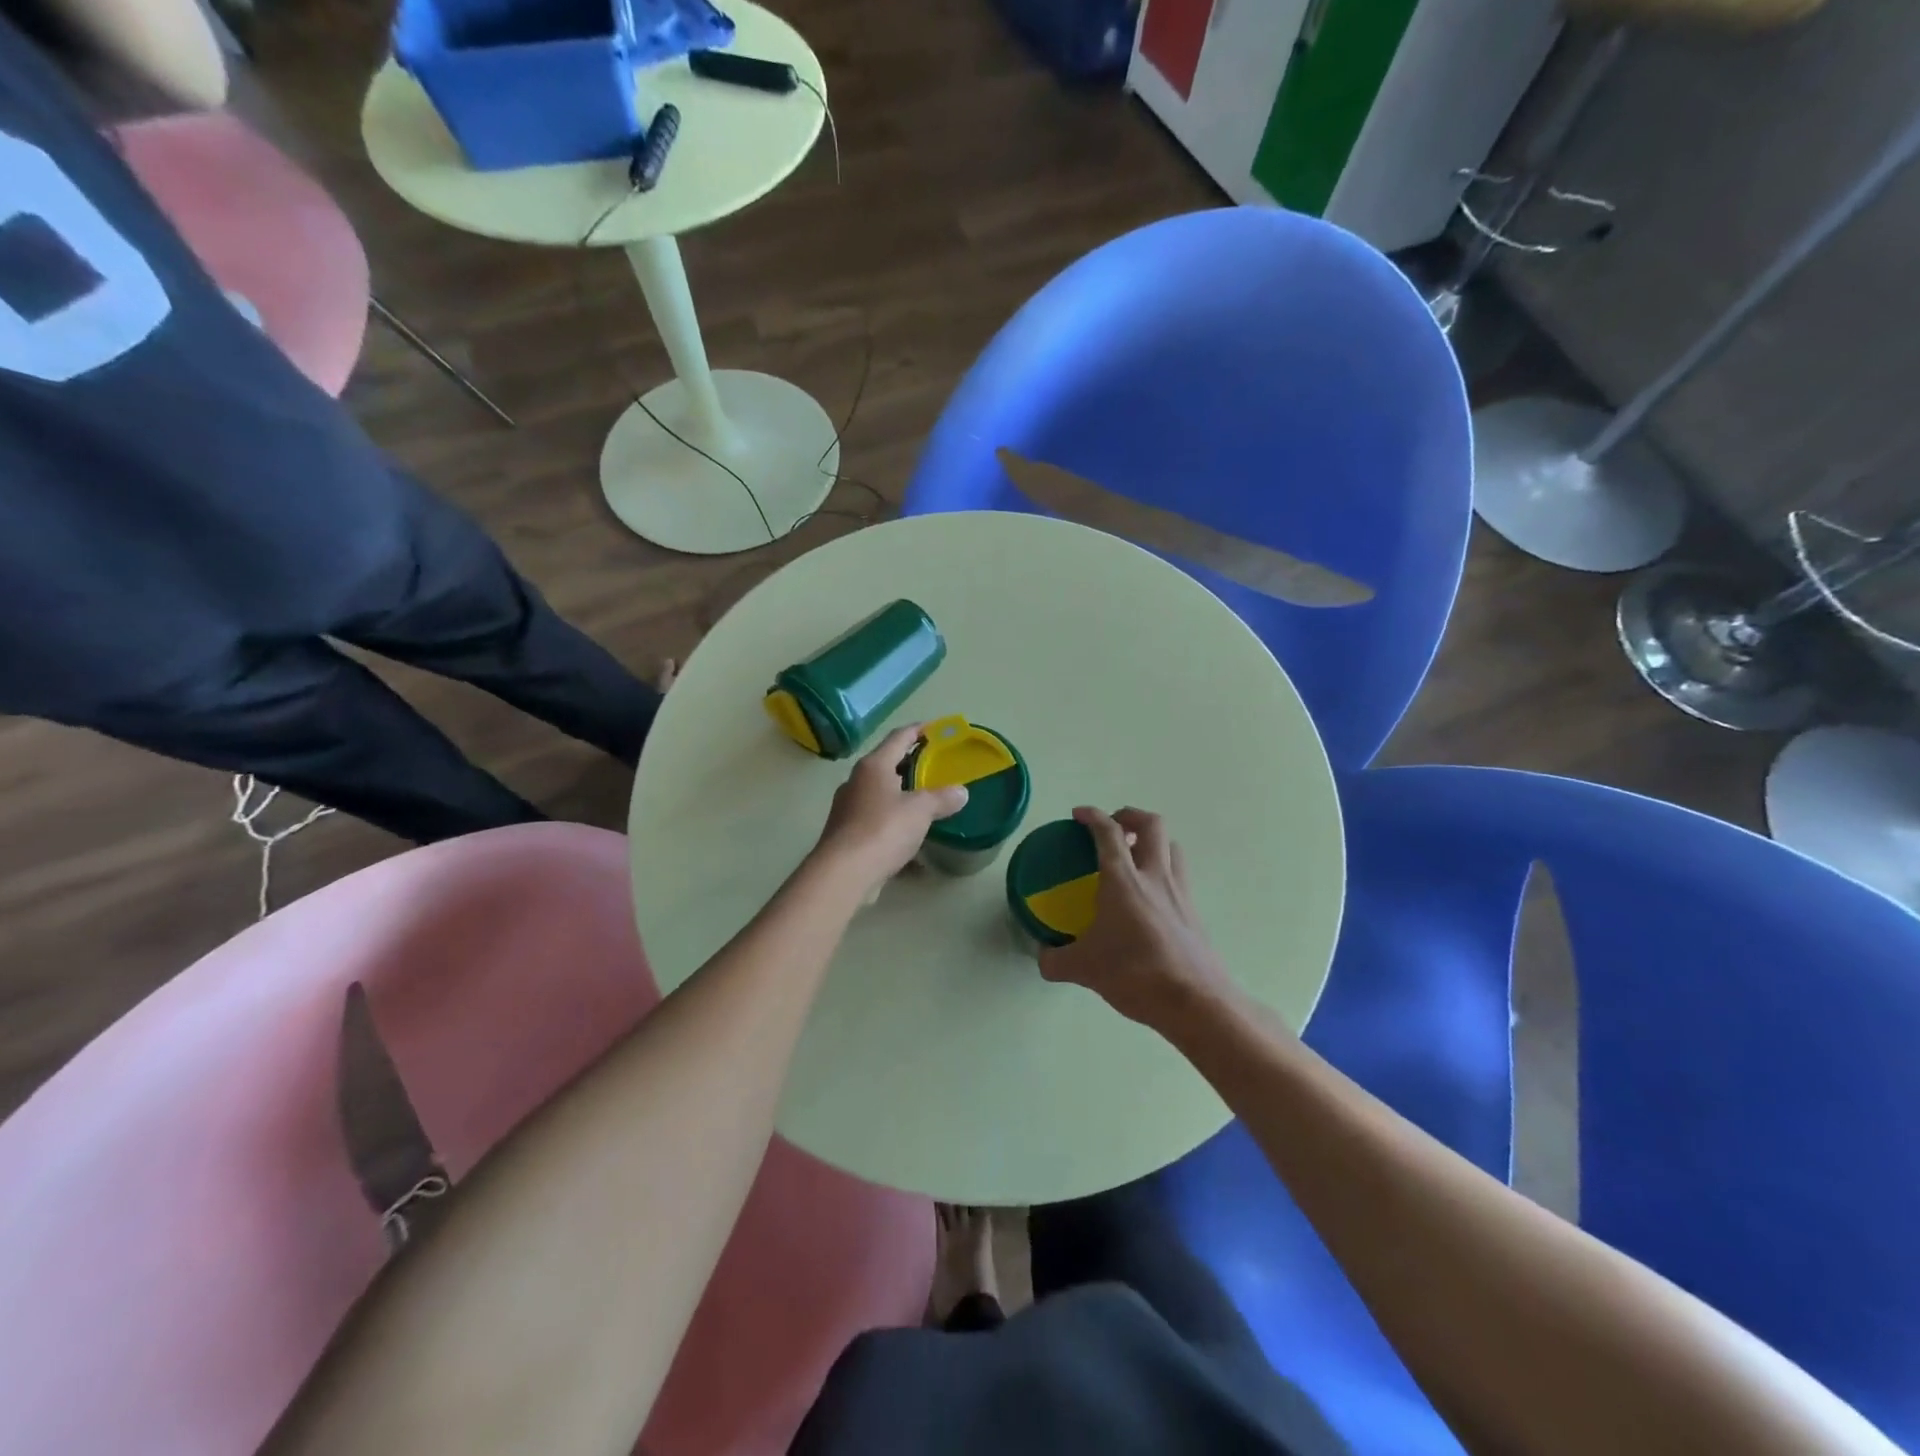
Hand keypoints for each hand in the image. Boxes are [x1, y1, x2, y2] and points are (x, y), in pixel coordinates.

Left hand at [811, 726, 967, 897]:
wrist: (843, 873)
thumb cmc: (883, 830)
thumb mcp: (920, 811)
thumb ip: (942, 798)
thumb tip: (961, 792)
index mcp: (873, 766)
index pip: (899, 737)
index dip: (918, 730)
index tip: (935, 729)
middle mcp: (857, 781)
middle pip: (887, 765)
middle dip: (911, 765)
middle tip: (936, 768)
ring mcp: (848, 808)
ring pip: (881, 794)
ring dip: (902, 796)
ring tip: (926, 802)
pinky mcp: (847, 834)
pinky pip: (876, 822)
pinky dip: (894, 825)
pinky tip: (911, 841)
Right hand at [1038, 807, 1236, 1031]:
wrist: (1194, 1001)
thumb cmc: (1135, 974)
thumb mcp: (1084, 969)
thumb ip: (1056, 960)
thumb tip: (1042, 957)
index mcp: (1123, 880)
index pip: (1108, 832)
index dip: (1092, 816)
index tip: (1079, 814)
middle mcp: (1154, 876)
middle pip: (1152, 824)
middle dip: (1131, 816)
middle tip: (1114, 827)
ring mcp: (1179, 893)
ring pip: (1172, 846)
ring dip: (1153, 841)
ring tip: (1136, 856)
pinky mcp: (1194, 913)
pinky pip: (1179, 876)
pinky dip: (1164, 872)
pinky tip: (1151, 897)